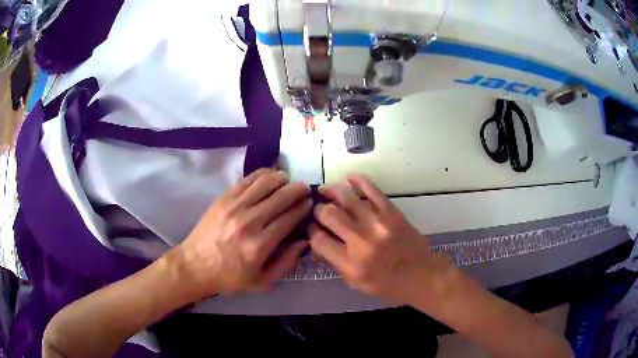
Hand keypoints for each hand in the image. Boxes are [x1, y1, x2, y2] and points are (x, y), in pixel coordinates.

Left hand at [178, 169, 311, 298]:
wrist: (195, 265)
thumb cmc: (229, 277)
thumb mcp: (262, 282)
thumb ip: (286, 263)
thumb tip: (304, 241)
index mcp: (260, 245)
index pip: (289, 218)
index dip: (303, 207)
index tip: (309, 203)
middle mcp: (249, 221)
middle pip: (281, 197)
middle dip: (297, 190)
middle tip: (304, 188)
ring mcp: (235, 206)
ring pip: (265, 183)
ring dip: (281, 178)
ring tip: (288, 180)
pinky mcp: (224, 198)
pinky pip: (247, 180)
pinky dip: (262, 174)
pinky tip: (270, 175)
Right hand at [309, 174, 452, 304]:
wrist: (422, 275)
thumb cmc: (388, 284)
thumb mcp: (356, 283)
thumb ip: (336, 262)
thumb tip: (321, 239)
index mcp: (351, 264)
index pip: (319, 240)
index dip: (311, 231)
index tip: (312, 228)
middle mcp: (361, 242)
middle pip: (329, 215)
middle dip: (319, 210)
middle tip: (319, 210)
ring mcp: (378, 223)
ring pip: (346, 198)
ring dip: (331, 190)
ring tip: (325, 190)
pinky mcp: (392, 212)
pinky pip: (372, 189)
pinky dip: (358, 180)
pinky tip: (349, 178)